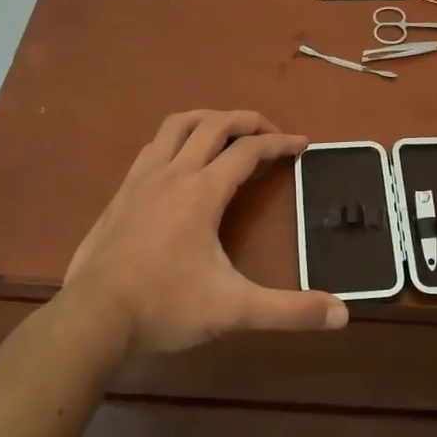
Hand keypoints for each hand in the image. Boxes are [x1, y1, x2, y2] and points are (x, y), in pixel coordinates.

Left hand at [62, 110, 348, 356]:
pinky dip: (176, 139)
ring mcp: (142, 179)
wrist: (93, 318)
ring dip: (208, 119)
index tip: (303, 144)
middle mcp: (174, 173)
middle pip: (214, 124)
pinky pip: (153, 146)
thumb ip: (289, 310)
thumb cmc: (166, 307)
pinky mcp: (122, 192)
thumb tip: (343, 314)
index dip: (280, 143)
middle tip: (270, 133)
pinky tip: (180, 160)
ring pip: (177, 125)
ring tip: (227, 131)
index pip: (249, 150)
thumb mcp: (234, 310)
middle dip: (248, 121)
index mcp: (203, 191)